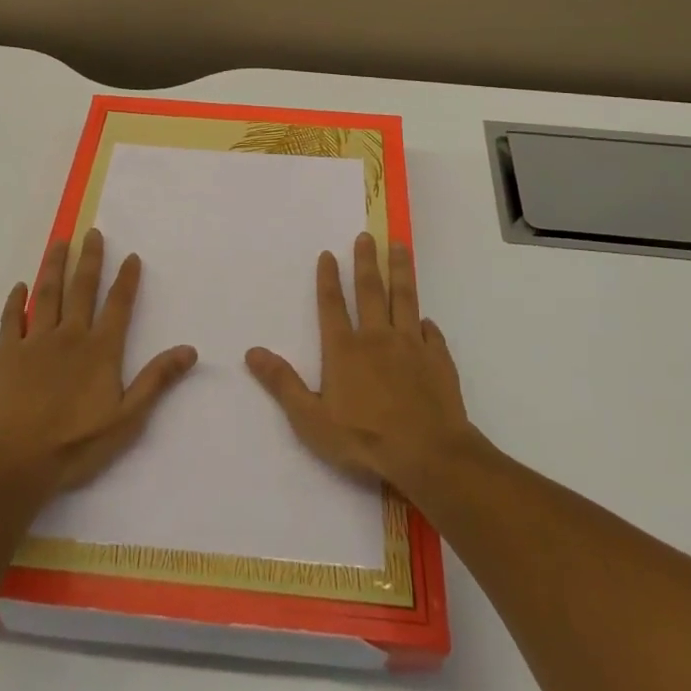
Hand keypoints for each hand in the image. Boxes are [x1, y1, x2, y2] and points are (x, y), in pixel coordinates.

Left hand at [0, 228, 197, 495]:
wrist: (15, 463)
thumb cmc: (75, 445)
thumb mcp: (127, 419)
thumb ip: (156, 381)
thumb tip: (190, 349)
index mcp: (100, 349)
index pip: (118, 305)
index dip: (126, 280)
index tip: (131, 256)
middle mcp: (70, 335)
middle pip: (82, 288)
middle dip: (90, 259)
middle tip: (93, 233)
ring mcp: (36, 342)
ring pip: (47, 293)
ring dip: (54, 266)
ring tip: (59, 242)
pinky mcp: (7, 354)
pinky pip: (11, 319)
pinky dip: (15, 301)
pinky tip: (19, 286)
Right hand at [246, 233, 477, 495]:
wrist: (428, 454)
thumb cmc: (364, 440)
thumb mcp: (311, 419)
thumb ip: (283, 384)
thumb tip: (252, 352)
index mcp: (345, 349)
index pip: (332, 305)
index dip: (328, 279)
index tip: (329, 254)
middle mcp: (377, 338)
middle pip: (371, 290)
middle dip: (366, 261)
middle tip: (367, 236)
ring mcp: (412, 346)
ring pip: (405, 299)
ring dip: (401, 271)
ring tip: (399, 247)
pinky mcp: (438, 360)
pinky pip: (432, 334)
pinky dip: (428, 324)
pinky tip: (427, 320)